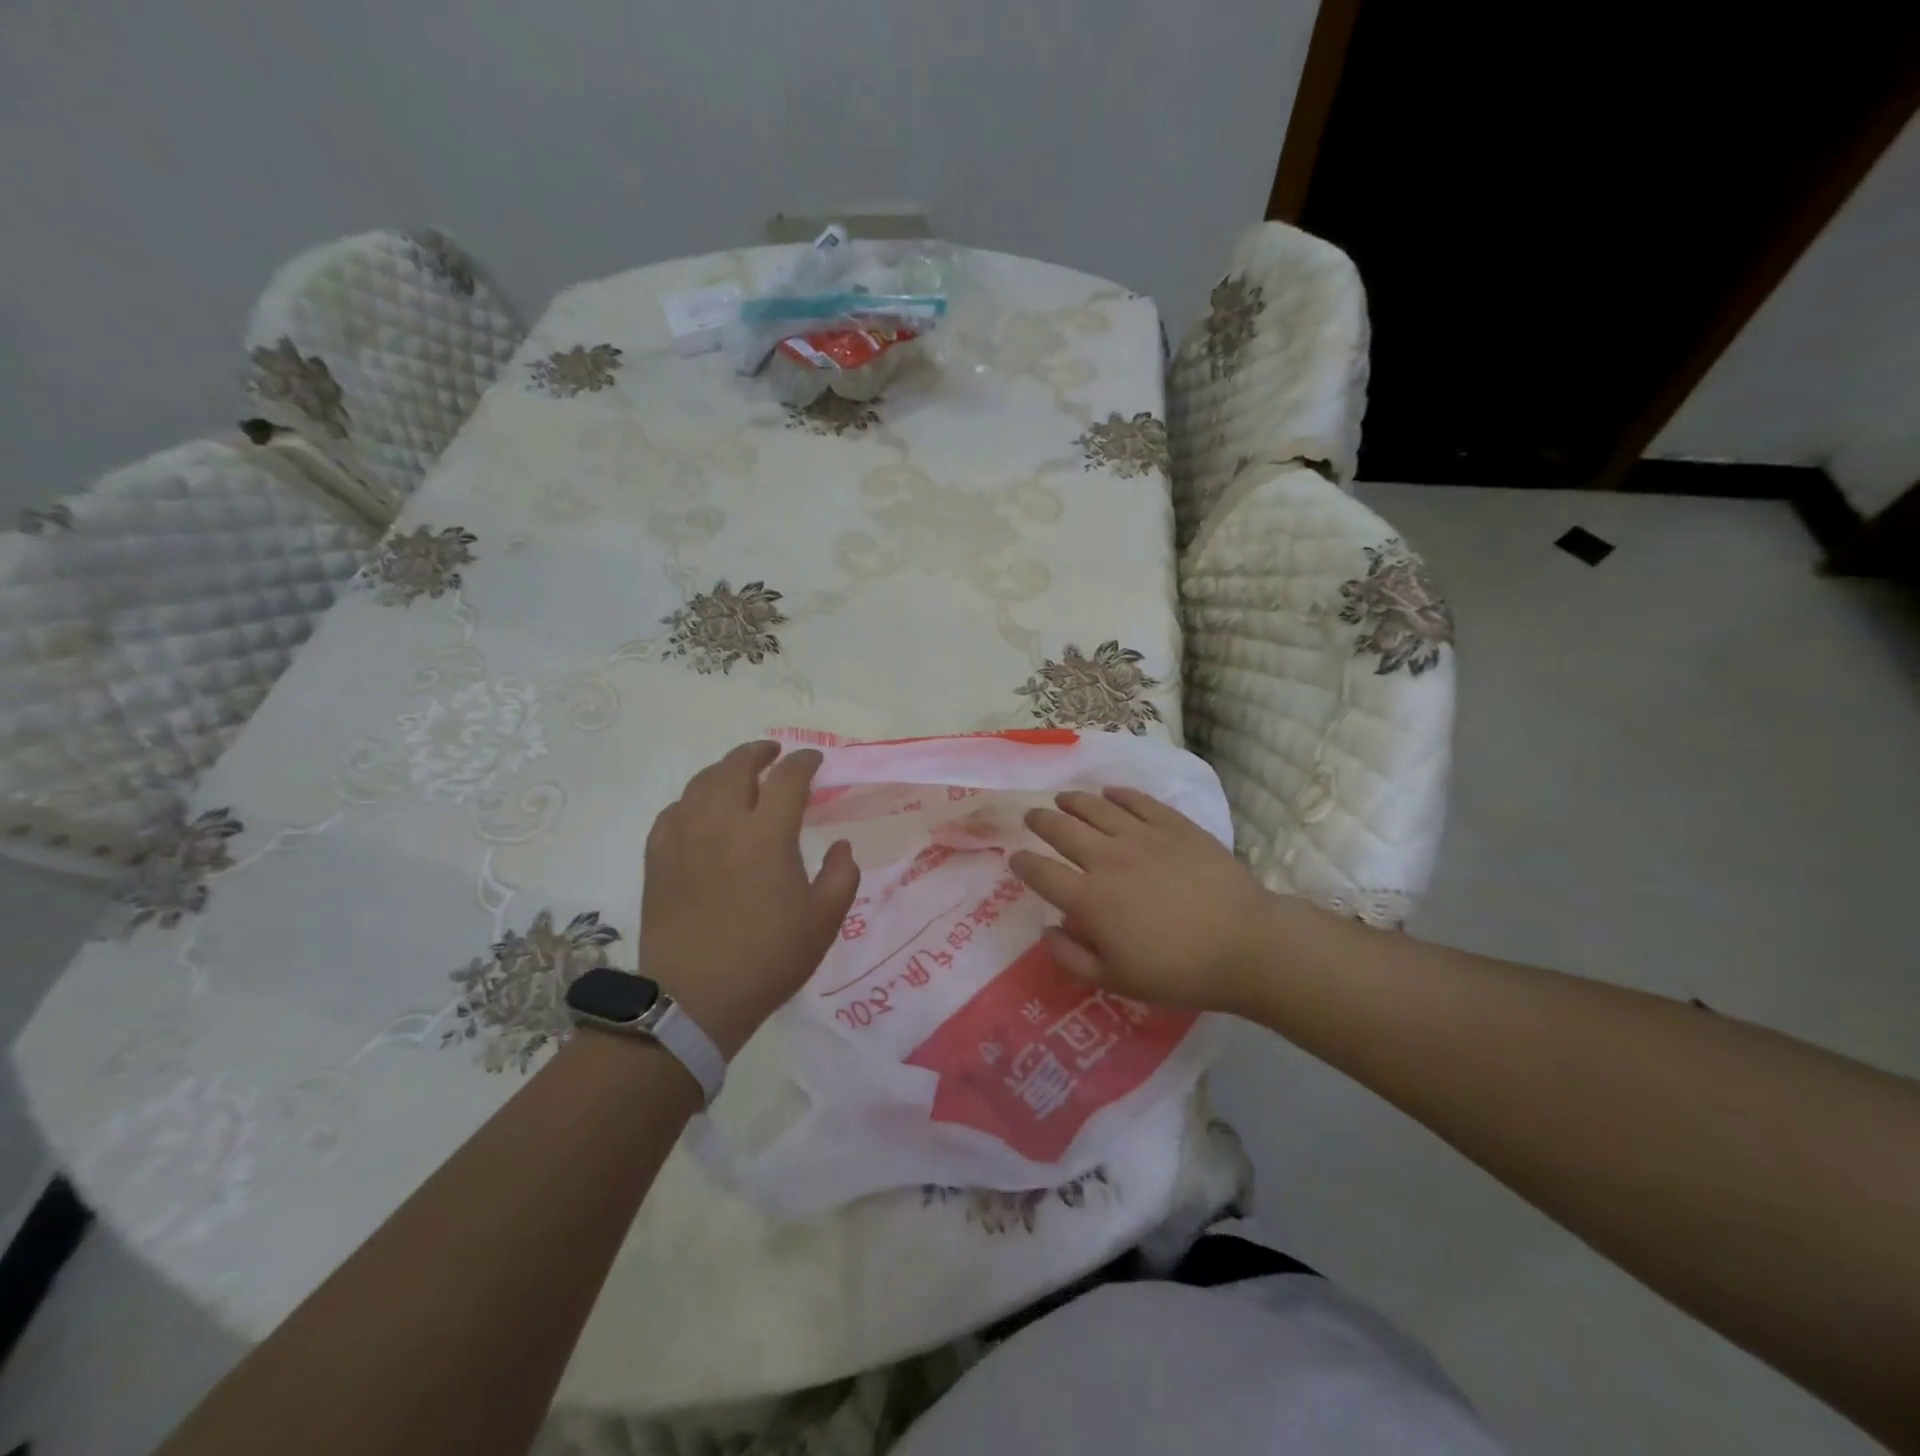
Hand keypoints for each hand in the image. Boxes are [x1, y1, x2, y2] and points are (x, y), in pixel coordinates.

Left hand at [640, 742, 859, 1057]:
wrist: (695, 999)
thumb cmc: (768, 958)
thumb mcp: (825, 920)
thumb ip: (842, 874)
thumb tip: (840, 845)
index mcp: (767, 834)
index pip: (788, 777)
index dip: (805, 762)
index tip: (815, 761)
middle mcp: (722, 822)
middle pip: (737, 766)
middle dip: (759, 752)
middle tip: (774, 754)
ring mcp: (683, 837)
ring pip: (701, 782)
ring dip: (725, 770)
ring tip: (739, 774)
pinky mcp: (658, 857)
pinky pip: (674, 811)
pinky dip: (693, 800)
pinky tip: (701, 811)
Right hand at [1011, 788, 1280, 1013]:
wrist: (1244, 945)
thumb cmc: (1178, 971)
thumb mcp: (1116, 981)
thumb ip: (1072, 958)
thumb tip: (1047, 930)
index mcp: (1089, 899)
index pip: (1042, 873)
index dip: (1023, 863)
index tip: (1015, 857)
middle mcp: (1107, 859)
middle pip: (1062, 830)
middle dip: (1040, 820)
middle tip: (1033, 815)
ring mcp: (1141, 836)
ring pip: (1096, 807)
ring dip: (1073, 801)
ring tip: (1063, 797)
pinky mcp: (1173, 825)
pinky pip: (1138, 801)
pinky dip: (1118, 794)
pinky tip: (1110, 792)